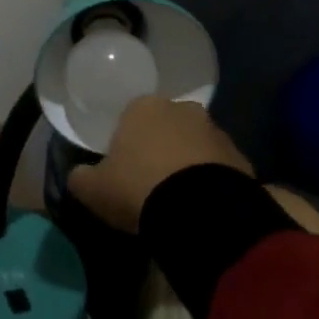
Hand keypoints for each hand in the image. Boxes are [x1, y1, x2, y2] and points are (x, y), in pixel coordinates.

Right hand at [66, 95, 251, 232]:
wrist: (200, 212)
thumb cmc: (139, 188)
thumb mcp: (94, 189)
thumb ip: (81, 177)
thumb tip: (78, 175)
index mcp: (143, 107)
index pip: (131, 116)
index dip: (126, 141)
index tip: (124, 168)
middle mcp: (181, 109)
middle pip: (165, 126)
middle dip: (160, 147)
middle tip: (151, 180)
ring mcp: (215, 131)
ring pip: (194, 143)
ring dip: (187, 162)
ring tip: (179, 196)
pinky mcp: (240, 157)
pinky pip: (218, 166)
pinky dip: (210, 180)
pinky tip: (201, 204)